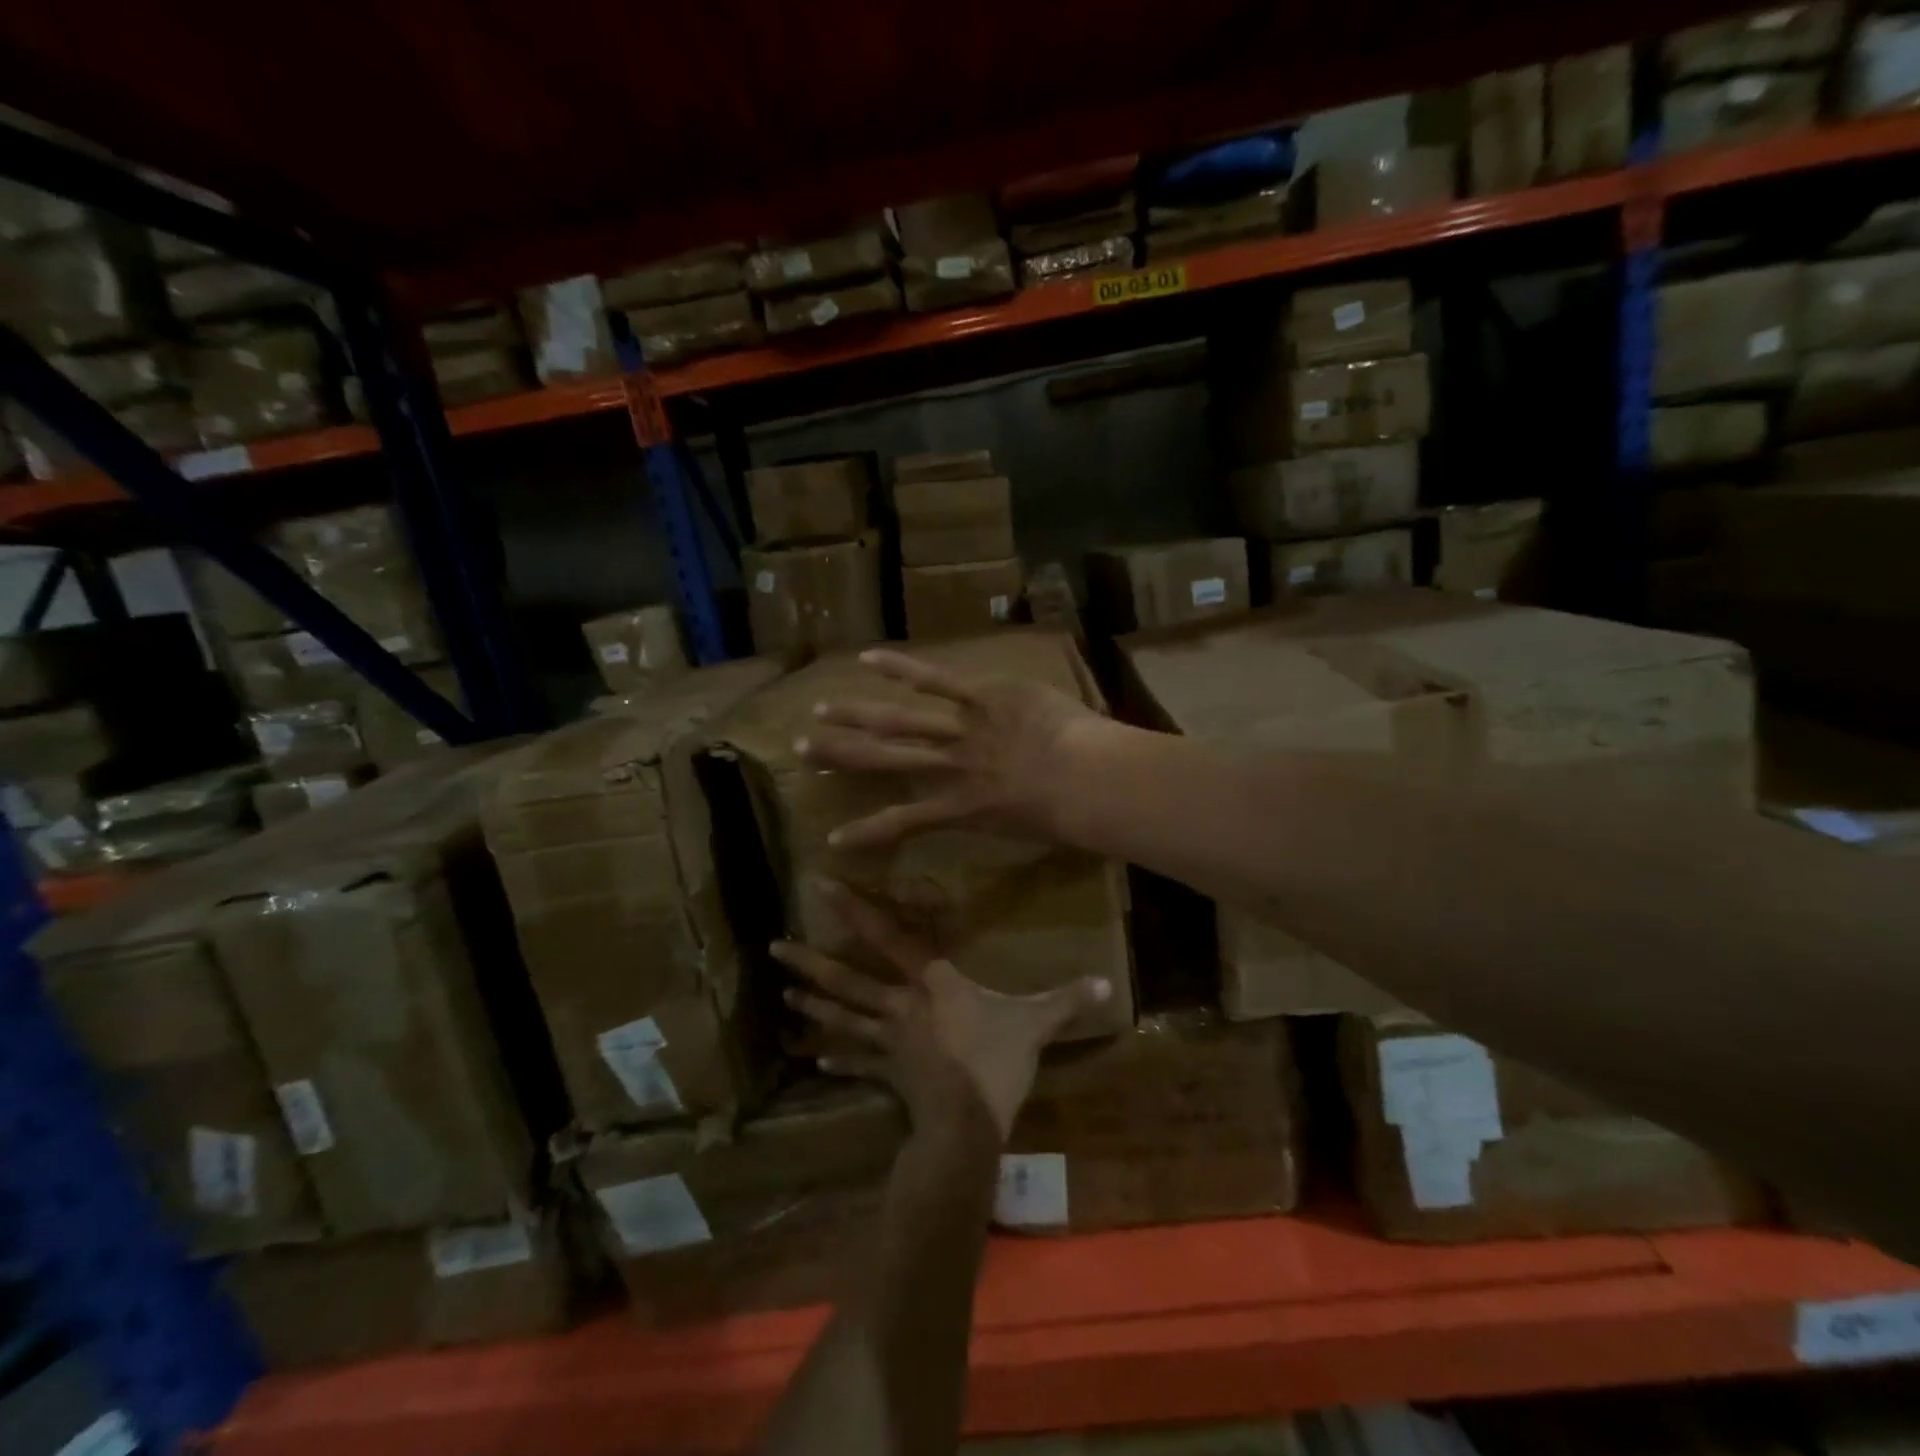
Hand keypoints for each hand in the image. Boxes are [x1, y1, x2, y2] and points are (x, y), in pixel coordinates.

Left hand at [770, 881, 1110, 1138]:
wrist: (968, 1122)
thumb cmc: (996, 1060)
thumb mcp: (1036, 1023)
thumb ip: (1066, 999)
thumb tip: (1108, 983)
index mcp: (931, 982)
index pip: (888, 936)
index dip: (855, 909)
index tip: (821, 886)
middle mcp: (900, 1005)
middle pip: (848, 979)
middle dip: (811, 962)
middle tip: (774, 947)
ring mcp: (888, 1042)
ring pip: (843, 1018)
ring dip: (814, 1006)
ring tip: (784, 996)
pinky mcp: (887, 1074)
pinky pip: (858, 1062)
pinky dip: (838, 1057)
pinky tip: (816, 1056)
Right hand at [798, 648, 1111, 850]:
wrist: (1091, 782)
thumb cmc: (1074, 817)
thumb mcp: (1034, 828)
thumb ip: (1010, 817)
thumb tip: (1005, 813)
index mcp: (963, 807)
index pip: (904, 822)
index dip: (866, 832)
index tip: (831, 840)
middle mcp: (950, 767)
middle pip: (885, 759)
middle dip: (841, 755)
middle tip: (801, 749)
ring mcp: (962, 729)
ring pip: (899, 721)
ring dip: (856, 715)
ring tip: (820, 710)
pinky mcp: (981, 696)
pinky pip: (936, 681)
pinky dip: (901, 668)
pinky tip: (866, 658)